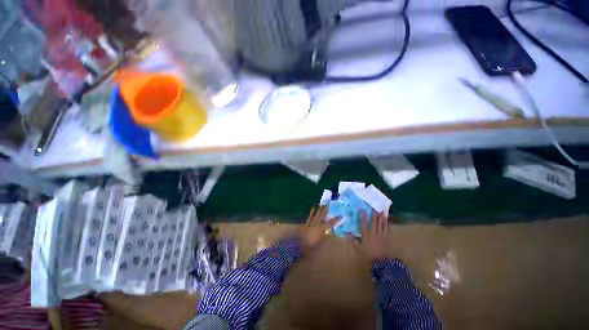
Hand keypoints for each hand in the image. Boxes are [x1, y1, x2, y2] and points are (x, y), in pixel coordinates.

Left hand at [298, 205, 339, 249]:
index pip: (331, 223)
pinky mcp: (307, 222)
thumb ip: (326, 237)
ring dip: (319, 209)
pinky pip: (310, 216)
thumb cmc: (312, 242)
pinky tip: (312, 209)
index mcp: (322, 227)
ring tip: (320, 205)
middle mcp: (318, 223)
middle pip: (322, 215)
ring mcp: (312, 222)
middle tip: (328, 204)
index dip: (336, 219)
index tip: (340, 216)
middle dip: (325, 210)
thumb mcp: (321, 242)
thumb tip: (330, 233)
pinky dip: (311, 212)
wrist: (300, 240)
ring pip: (316, 214)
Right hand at [349, 210, 389, 260]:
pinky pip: (387, 228)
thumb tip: (346, 234)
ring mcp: (381, 235)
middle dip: (374, 214)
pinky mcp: (387, 237)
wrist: (382, 263)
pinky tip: (386, 218)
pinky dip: (386, 223)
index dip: (362, 216)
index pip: (363, 224)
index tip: (362, 209)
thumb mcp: (359, 248)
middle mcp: (374, 233)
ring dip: (381, 216)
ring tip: (381, 210)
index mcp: (366, 235)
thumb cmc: (369, 255)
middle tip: (374, 207)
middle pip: (374, 222)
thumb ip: (353, 240)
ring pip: (381, 223)